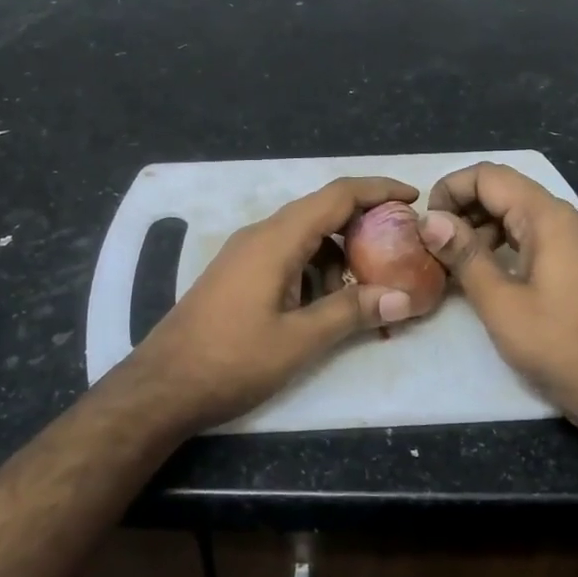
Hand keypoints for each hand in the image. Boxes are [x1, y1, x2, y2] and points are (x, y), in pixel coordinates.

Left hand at [125, 177, 421, 429]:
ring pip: (304, 237)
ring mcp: (245, 254)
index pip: (337, 195)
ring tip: (367, 287)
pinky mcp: (238, 274)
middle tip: (400, 248)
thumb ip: (351, 312)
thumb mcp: (299, 340)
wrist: (162, 386)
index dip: (378, 190)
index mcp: (277, 239)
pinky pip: (287, 256)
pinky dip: (314, 269)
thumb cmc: (231, 360)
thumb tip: (404, 297)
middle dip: (364, 224)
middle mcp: (261, 235)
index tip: (414, 199)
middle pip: (321, 212)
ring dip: (338, 254)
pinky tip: (326, 303)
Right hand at [420, 162, 577, 433]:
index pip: (489, 176)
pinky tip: (483, 276)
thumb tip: (428, 219)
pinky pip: (531, 239)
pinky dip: (501, 246)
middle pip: (503, 191)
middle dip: (462, 209)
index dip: (450, 189)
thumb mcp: (501, 303)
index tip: (425, 224)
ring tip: (451, 263)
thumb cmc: (561, 346)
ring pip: (516, 215)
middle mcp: (564, 220)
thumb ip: (464, 256)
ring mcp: (574, 243)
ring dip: (479, 229)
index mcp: (548, 218)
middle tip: (431, 245)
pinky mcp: (576, 265)